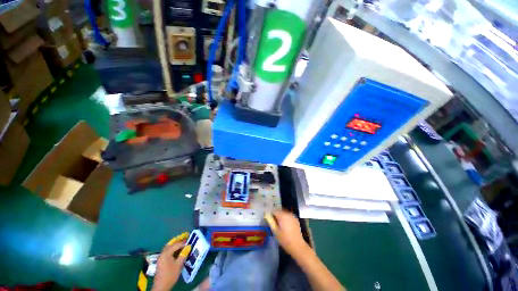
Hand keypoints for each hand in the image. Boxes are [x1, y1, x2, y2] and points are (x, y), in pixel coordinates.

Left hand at [152, 233, 191, 290]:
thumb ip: (183, 254)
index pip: (176, 244)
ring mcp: (161, 257)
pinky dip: (173, 248)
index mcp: (166, 253)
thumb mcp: (179, 265)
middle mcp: (162, 253)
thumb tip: (188, 246)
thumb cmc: (170, 275)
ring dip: (175, 244)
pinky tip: (177, 250)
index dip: (183, 242)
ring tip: (183, 242)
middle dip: (178, 240)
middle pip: (171, 244)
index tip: (190, 241)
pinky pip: (167, 251)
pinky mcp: (161, 260)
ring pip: (169, 247)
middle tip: (186, 238)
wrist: (161, 286)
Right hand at [267, 210, 308, 256]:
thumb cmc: (285, 240)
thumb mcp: (275, 231)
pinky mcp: (295, 219)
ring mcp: (292, 216)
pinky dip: (285, 217)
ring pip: (284, 212)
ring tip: (277, 222)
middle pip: (279, 210)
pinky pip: (288, 215)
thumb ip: (271, 222)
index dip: (270, 213)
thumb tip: (267, 215)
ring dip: (280, 215)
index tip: (267, 217)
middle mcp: (288, 213)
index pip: (274, 210)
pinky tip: (284, 224)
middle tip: (272, 220)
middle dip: (275, 214)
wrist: (297, 246)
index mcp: (282, 215)